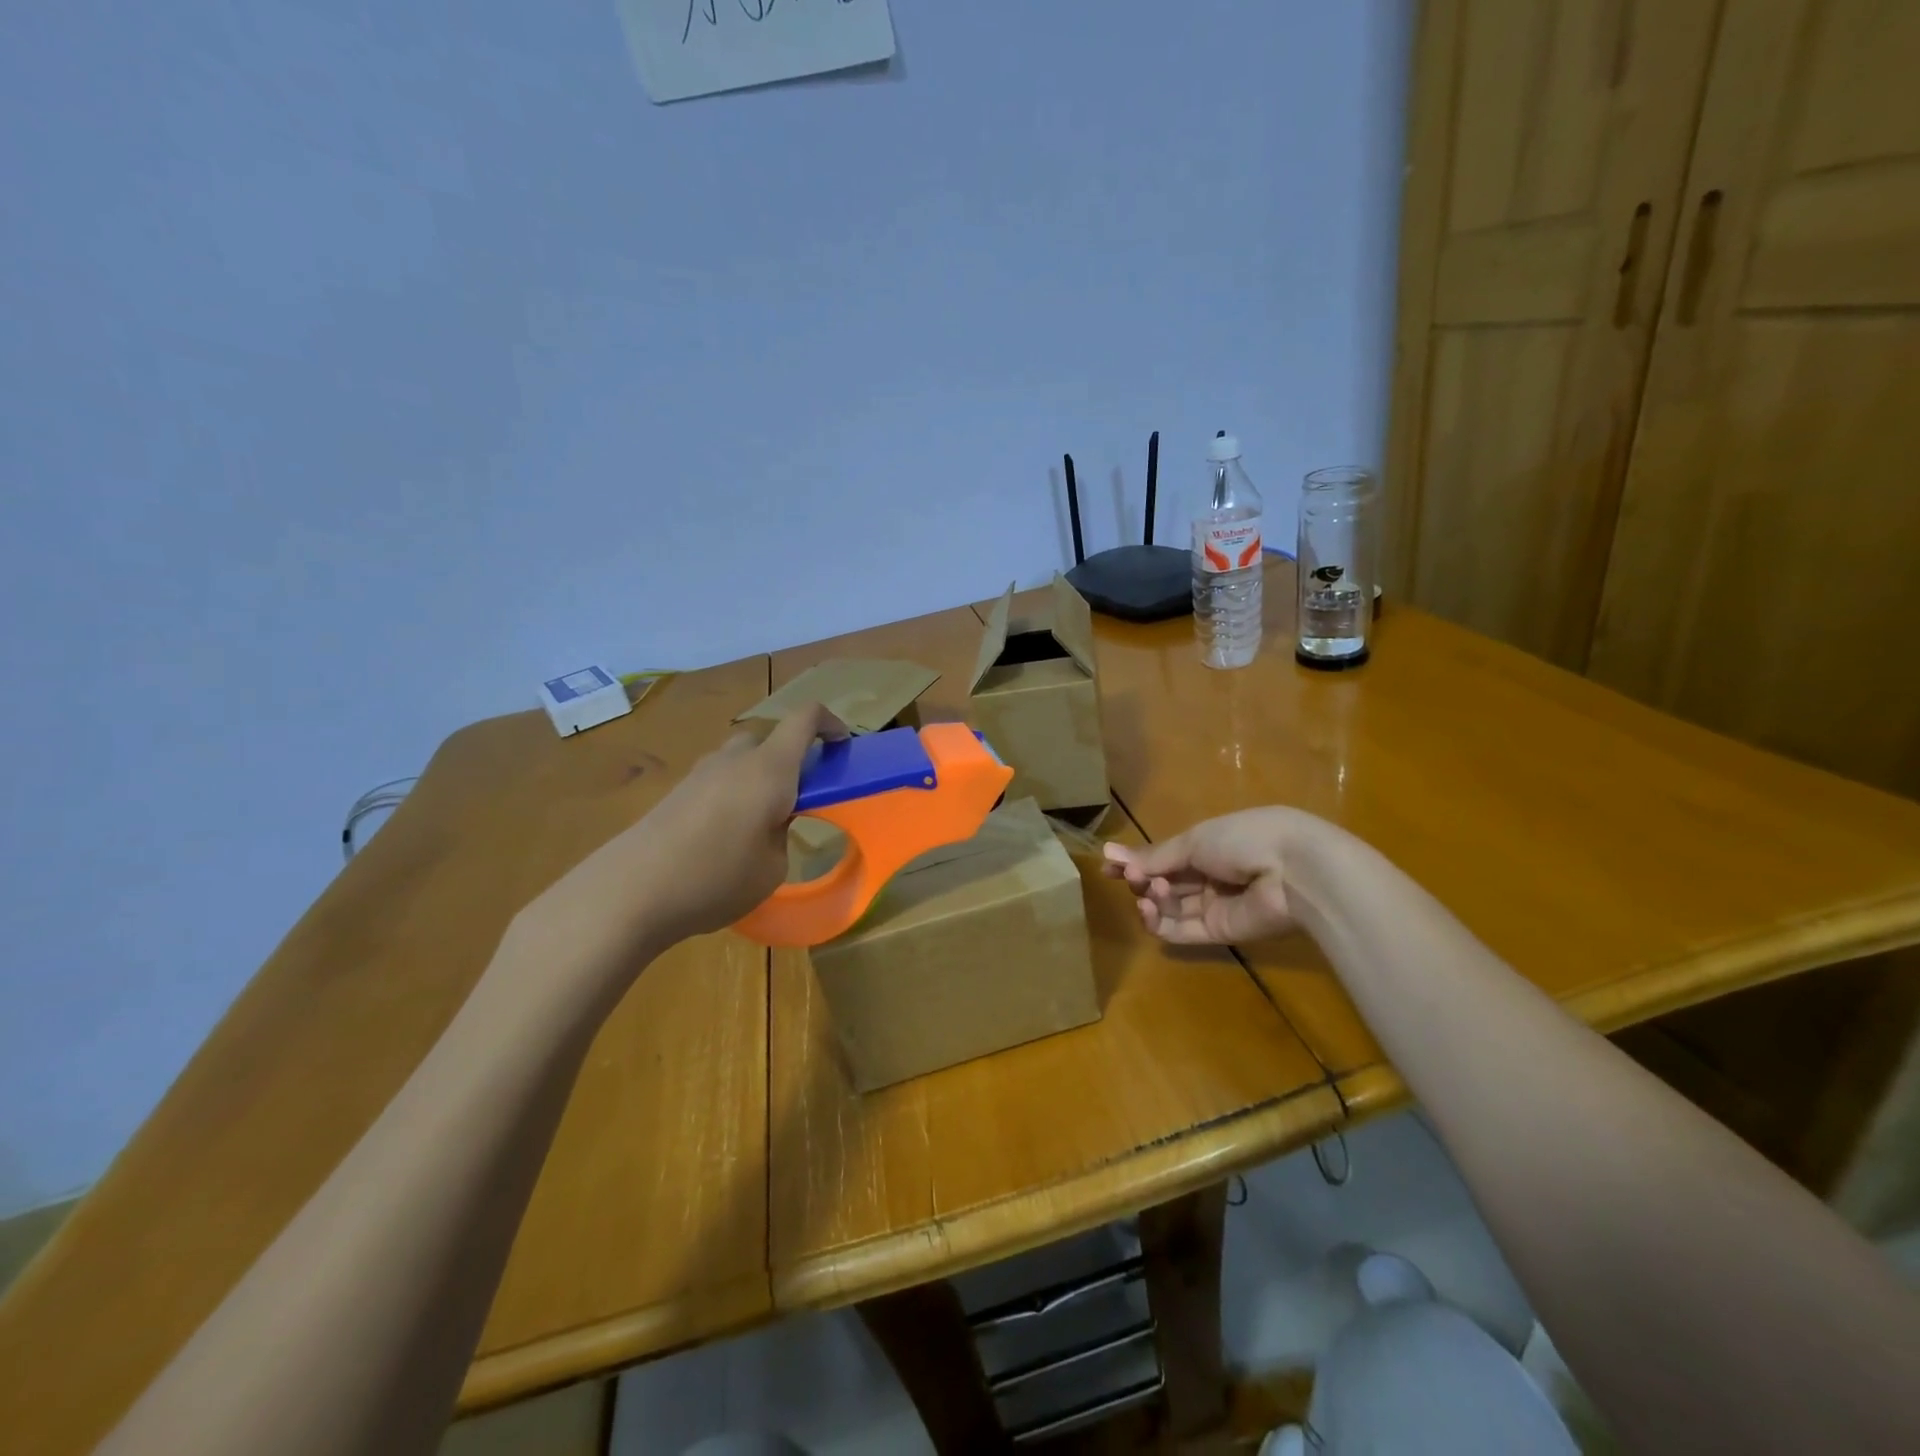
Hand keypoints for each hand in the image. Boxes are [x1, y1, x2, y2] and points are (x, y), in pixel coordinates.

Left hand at [621, 701, 849, 943]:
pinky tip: (724, 837)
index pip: (805, 718)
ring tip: (760, 823)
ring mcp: (700, 773)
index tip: (843, 745)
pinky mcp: (675, 793)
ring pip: (740, 759)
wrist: (630, 891)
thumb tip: (771, 822)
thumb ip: (782, 834)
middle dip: (791, 759)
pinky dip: (732, 794)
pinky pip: (717, 780)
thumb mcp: (773, 867)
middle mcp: (735, 759)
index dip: (829, 722)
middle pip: (770, 739)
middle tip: (800, 797)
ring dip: (758, 778)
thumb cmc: (716, 877)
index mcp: (770, 769)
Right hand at [1101, 807, 1313, 943]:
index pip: (1165, 857)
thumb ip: (1155, 856)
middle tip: (1130, 877)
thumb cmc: (1243, 839)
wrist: (1293, 870)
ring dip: (1152, 900)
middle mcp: (1211, 876)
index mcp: (1209, 845)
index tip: (1107, 866)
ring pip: (1171, 909)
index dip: (1137, 862)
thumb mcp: (1193, 841)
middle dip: (1143, 880)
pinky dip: (1161, 924)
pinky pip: (1183, 932)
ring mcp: (1216, 906)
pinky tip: (1148, 910)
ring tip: (1150, 892)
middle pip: (1166, 883)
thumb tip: (1110, 853)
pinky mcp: (1220, 933)